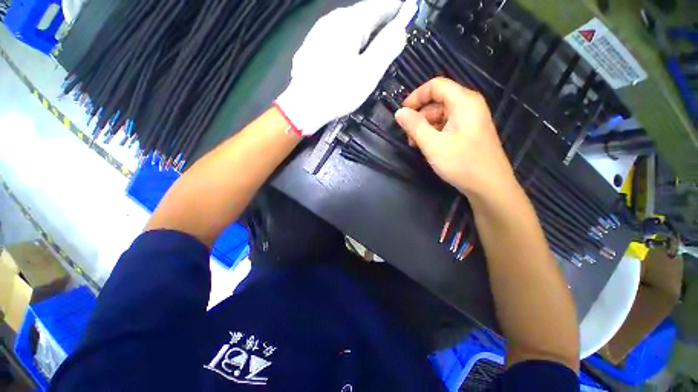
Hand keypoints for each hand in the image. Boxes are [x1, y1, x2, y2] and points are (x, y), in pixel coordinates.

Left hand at [276, 0, 417, 135]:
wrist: (303, 107)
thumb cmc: (338, 92)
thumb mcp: (368, 72)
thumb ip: (387, 47)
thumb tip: (400, 28)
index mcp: (349, 23)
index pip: (378, 6)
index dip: (395, 8)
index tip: (407, 10)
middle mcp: (331, 20)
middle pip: (361, 15)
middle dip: (378, 21)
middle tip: (392, 31)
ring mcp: (318, 33)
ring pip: (347, 27)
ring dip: (362, 33)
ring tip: (372, 45)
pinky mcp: (311, 48)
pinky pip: (335, 38)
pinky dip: (347, 43)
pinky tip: (348, 56)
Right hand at [395, 77, 517, 197]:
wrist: (490, 187)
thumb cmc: (462, 163)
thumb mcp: (433, 145)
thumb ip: (415, 126)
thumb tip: (399, 112)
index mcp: (464, 102)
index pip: (436, 86)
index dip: (416, 96)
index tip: (402, 113)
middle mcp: (469, 106)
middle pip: (438, 100)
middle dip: (419, 115)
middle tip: (407, 135)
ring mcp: (470, 120)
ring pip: (441, 114)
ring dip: (424, 126)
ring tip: (415, 144)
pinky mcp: (468, 133)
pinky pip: (447, 125)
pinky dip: (434, 133)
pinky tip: (427, 147)